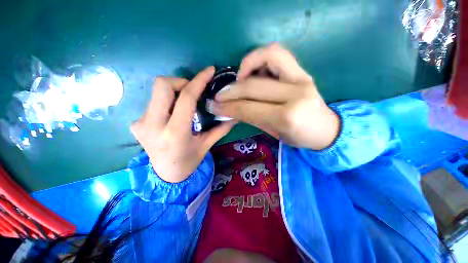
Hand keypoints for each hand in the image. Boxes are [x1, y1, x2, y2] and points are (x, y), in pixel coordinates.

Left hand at [131, 67, 235, 182]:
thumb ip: (220, 129)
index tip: (209, 71)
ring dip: (174, 92)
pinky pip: (154, 103)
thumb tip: (234, 115)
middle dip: (181, 82)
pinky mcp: (136, 123)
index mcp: (175, 133)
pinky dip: (167, 103)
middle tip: (193, 92)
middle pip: (162, 85)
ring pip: (157, 92)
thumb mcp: (206, 146)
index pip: (185, 98)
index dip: (198, 81)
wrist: (164, 175)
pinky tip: (173, 115)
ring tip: (185, 105)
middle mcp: (153, 125)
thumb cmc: (188, 162)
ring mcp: (140, 123)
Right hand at [213, 44, 339, 149]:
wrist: (325, 129)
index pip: (249, 108)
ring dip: (246, 65)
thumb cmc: (297, 136)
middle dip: (230, 91)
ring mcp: (302, 78)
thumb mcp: (272, 132)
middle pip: (254, 86)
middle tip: (218, 96)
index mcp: (286, 117)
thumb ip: (251, 118)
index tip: (214, 107)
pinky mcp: (303, 72)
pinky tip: (253, 72)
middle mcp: (295, 94)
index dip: (228, 107)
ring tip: (237, 79)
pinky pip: (278, 54)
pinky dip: (260, 57)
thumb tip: (229, 109)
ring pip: (268, 56)